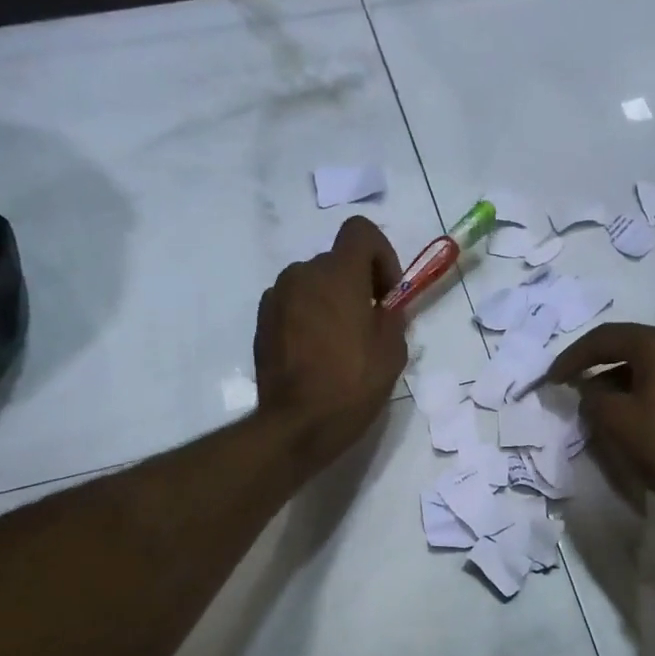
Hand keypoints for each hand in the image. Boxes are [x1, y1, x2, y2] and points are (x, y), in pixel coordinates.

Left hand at [254, 216, 409, 476]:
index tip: (387, 293)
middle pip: (336, 261)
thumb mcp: (392, 351)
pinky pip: (293, 304)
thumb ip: (392, 317)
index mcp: (337, 275)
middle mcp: (302, 274)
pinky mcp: (262, 321)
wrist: (298, 424)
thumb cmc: (352, 385)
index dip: (381, 254)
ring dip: (331, 299)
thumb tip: (384, 308)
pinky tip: (316, 352)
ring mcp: (276, 297)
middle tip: (369, 323)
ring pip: (312, 283)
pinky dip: (308, 316)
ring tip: (341, 341)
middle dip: (357, 283)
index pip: (361, 231)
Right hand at [545, 323, 654, 535]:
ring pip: (652, 363)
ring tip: (600, 404)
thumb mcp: (617, 422)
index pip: (605, 337)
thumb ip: (593, 398)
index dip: (573, 356)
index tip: (552, 379)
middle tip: (574, 385)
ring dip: (621, 379)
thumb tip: (591, 390)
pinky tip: (632, 411)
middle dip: (598, 365)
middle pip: (631, 346)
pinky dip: (645, 389)